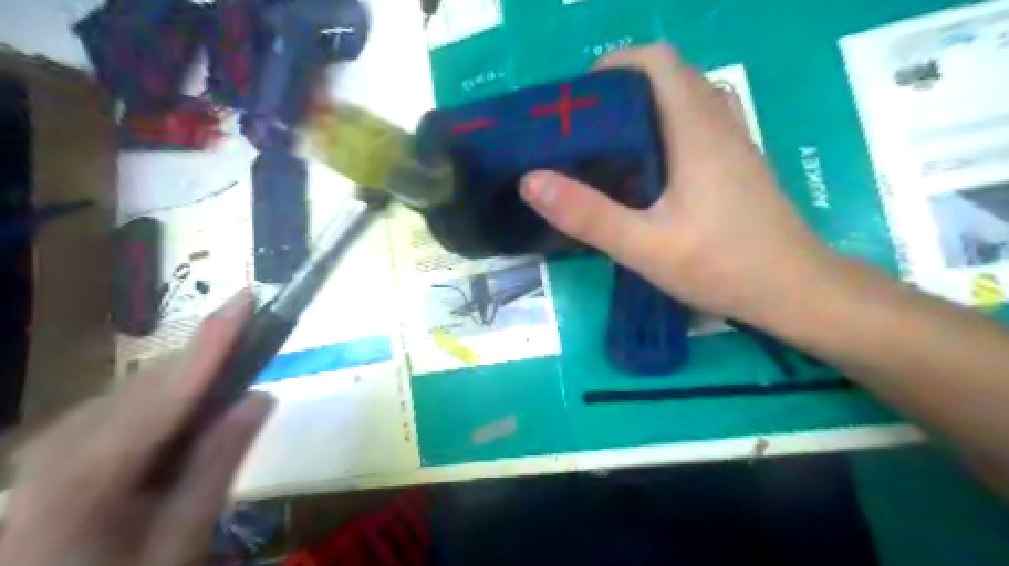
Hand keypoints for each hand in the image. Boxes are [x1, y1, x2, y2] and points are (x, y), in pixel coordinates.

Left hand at [0, 292, 273, 564]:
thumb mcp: (179, 541)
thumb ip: (218, 463)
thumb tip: (262, 397)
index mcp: (88, 473)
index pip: (171, 388)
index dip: (214, 339)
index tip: (246, 297)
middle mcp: (60, 443)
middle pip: (156, 381)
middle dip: (211, 356)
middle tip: (263, 341)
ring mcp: (51, 442)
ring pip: (142, 388)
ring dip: (193, 378)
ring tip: (234, 383)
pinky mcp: (56, 444)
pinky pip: (126, 403)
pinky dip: (169, 398)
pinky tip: (191, 414)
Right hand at [520, 44, 835, 322]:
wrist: (794, 292)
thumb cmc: (721, 266)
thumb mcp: (644, 246)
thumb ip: (588, 214)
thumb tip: (532, 180)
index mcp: (697, 131)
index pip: (659, 62)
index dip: (617, 65)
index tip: (581, 100)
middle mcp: (720, 124)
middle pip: (672, 77)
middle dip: (624, 90)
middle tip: (586, 128)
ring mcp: (735, 144)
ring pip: (688, 100)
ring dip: (648, 109)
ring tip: (612, 146)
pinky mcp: (739, 166)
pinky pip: (699, 125)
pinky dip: (667, 129)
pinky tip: (649, 172)